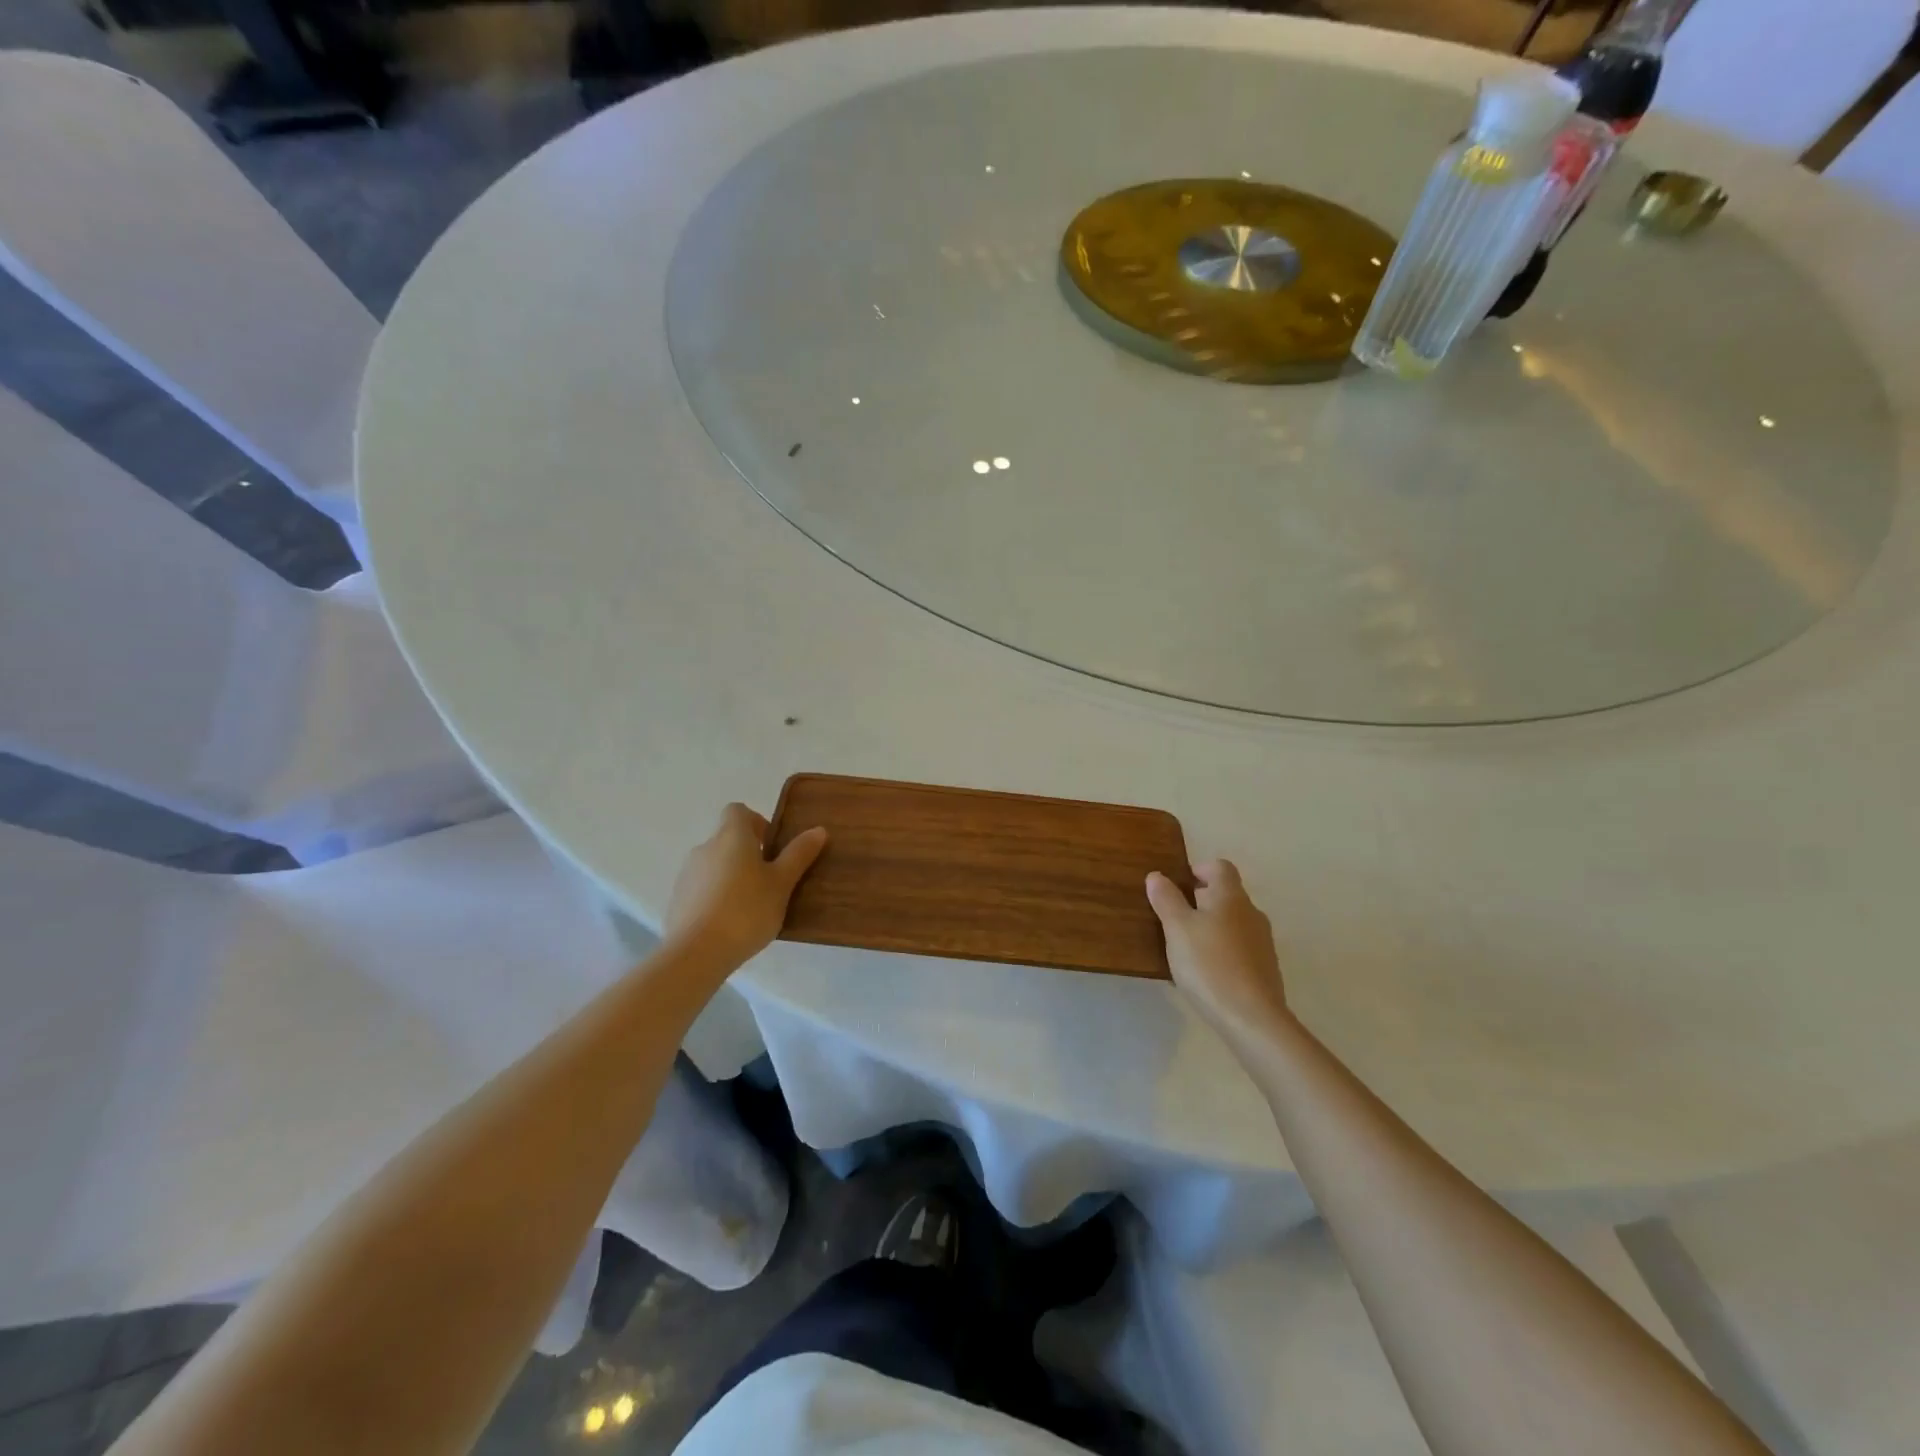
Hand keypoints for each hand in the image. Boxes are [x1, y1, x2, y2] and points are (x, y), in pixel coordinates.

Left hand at [666, 803, 827, 968]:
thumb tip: (818, 830)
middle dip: (748, 854)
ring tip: (752, 907)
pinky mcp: (677, 901)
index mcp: (731, 836)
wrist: (696, 953)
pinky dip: (716, 897)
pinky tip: (730, 924)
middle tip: (771, 881)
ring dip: (732, 877)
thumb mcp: (782, 883)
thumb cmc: (746, 910)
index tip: (772, 847)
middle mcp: (705, 848)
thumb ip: (799, 855)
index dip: (756, 822)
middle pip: (727, 839)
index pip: (738, 811)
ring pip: (714, 865)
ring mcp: (687, 875)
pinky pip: (702, 889)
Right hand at [1146, 859, 1288, 1037]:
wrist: (1252, 1018)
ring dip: (1212, 926)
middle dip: (1202, 900)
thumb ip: (1166, 899)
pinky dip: (1223, 950)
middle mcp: (1252, 913)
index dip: (1200, 869)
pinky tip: (1206, 972)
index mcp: (1231, 897)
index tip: (1179, 885)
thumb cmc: (1209, 964)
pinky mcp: (1265, 968)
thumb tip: (1157, 876)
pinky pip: (1240, 948)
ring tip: (1187, 947)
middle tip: (1175, 917)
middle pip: (1227, 894)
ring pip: (1234, 922)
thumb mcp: (1177, 929)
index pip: (1220, 867)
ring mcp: (1262, 942)